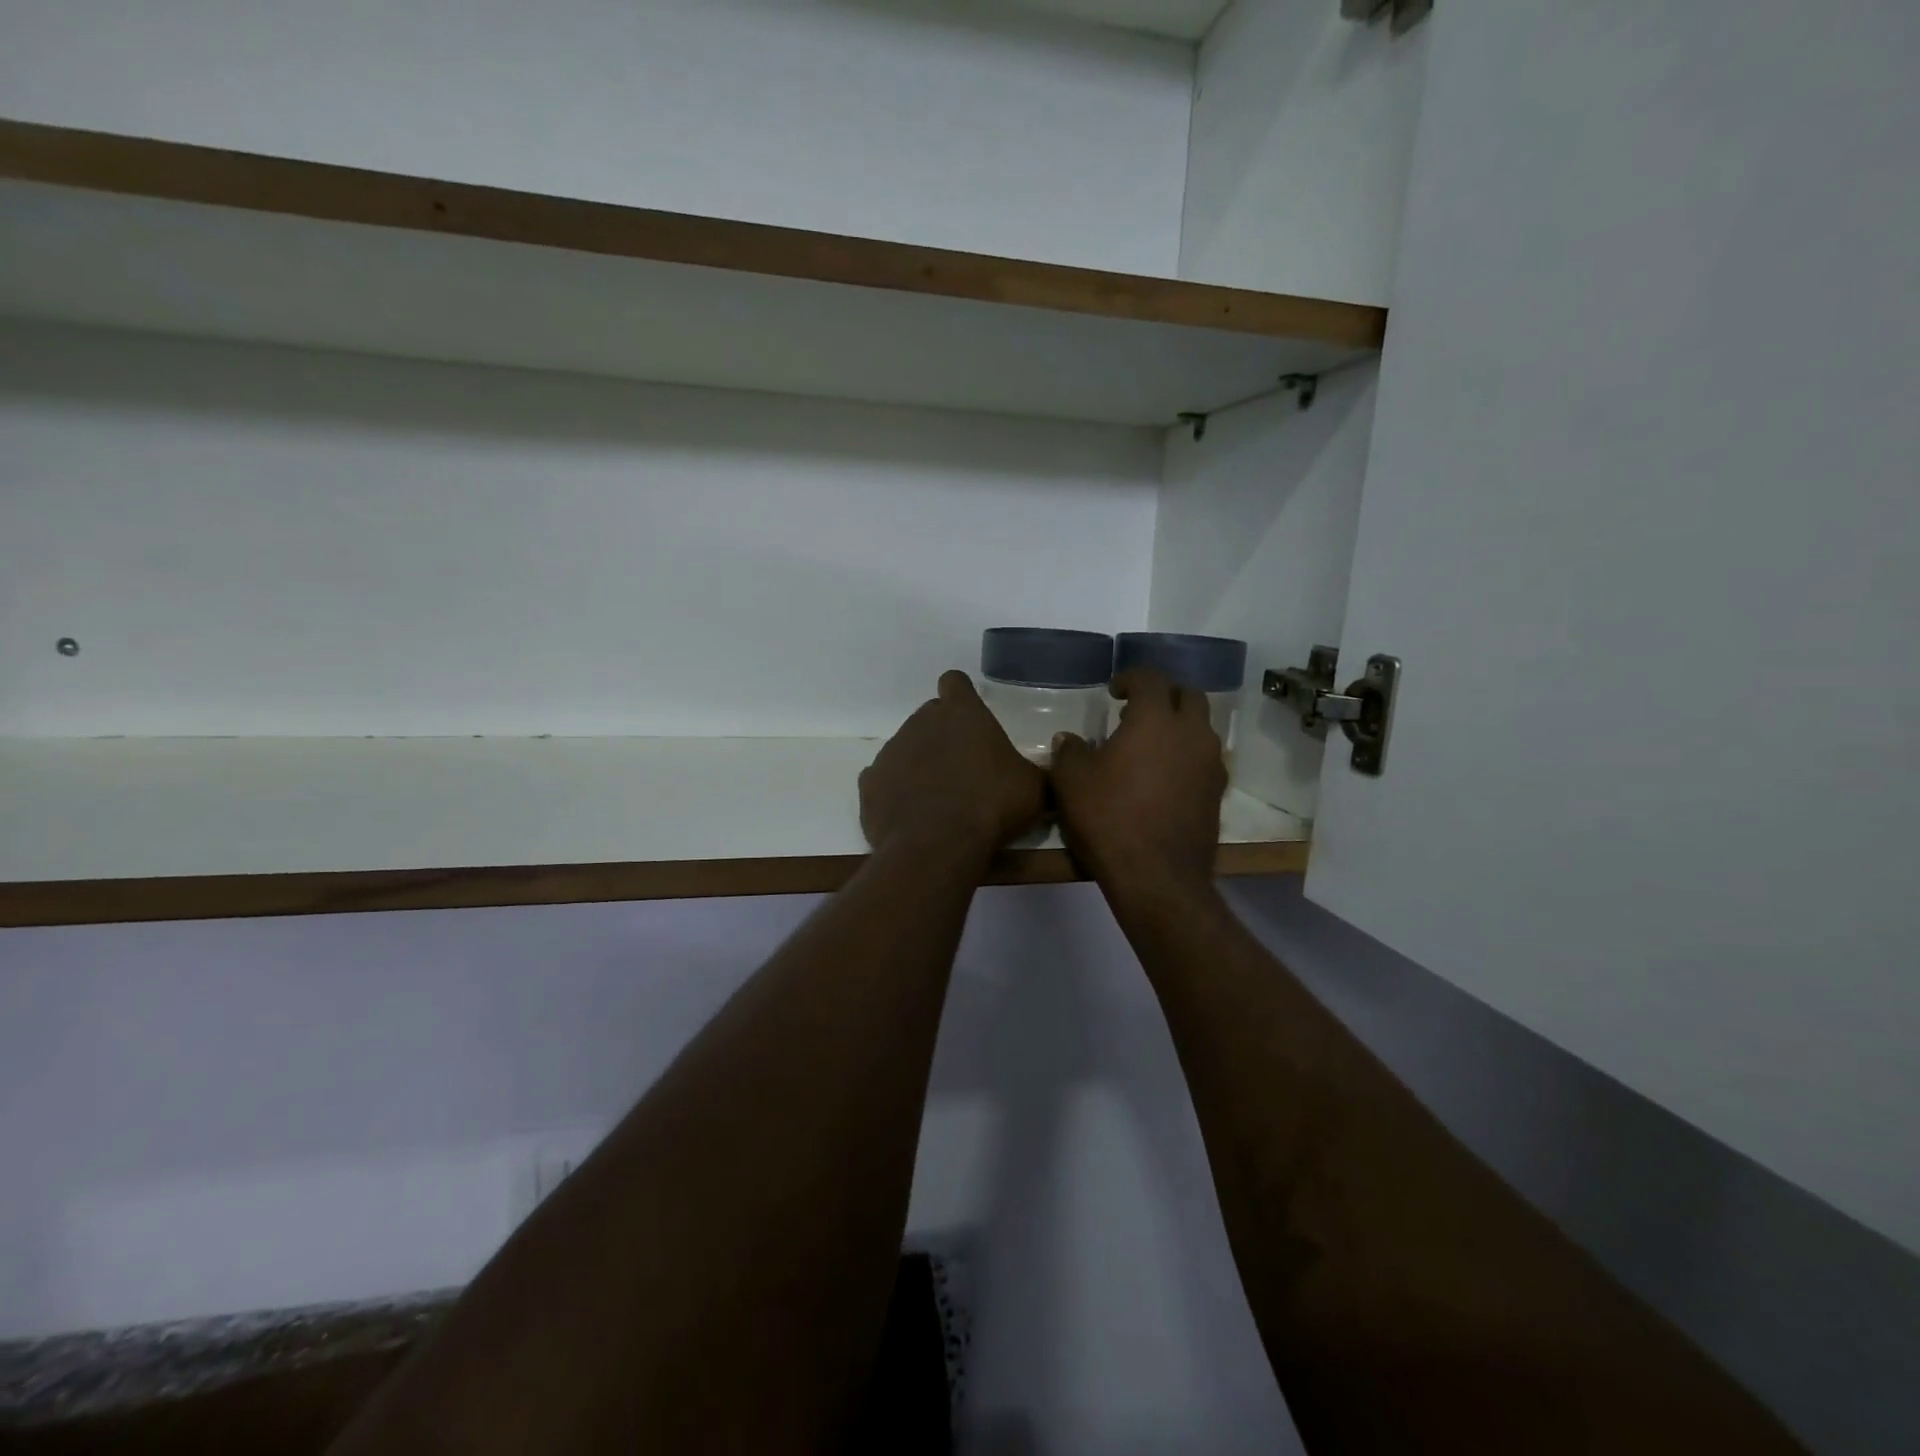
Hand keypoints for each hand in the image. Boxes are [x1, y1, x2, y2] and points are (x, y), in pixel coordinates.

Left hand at [860, 671, 1046, 860]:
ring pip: (906, 747)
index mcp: (961, 713)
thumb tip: (1045, 771)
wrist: (937, 845)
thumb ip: (1037, 772)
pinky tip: (912, 813)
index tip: (970, 717)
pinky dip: (896, 791)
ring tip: (939, 797)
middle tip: (964, 766)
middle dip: (944, 734)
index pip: (955, 682)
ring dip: (920, 763)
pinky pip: (884, 779)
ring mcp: (891, 751)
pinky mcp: (869, 783)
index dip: (962, 696)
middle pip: (930, 716)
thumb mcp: (1033, 789)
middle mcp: (921, 722)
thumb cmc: (992, 805)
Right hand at [1050, 668, 1225, 897]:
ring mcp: (1211, 764)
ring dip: (1179, 726)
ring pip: (1202, 728)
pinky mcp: (1217, 793)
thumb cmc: (1109, 818)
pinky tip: (1164, 777)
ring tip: (1150, 746)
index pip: (1151, 679)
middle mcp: (1191, 734)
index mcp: (1156, 720)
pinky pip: (1205, 760)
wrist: (1156, 876)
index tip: (1114, 691)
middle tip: (1137, 712)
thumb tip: (1069, 740)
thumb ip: (1070, 752)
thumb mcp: (1071, 782)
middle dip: (1165, 696)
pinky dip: (1187, 756)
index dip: (1131, 678)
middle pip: (1189, 696)